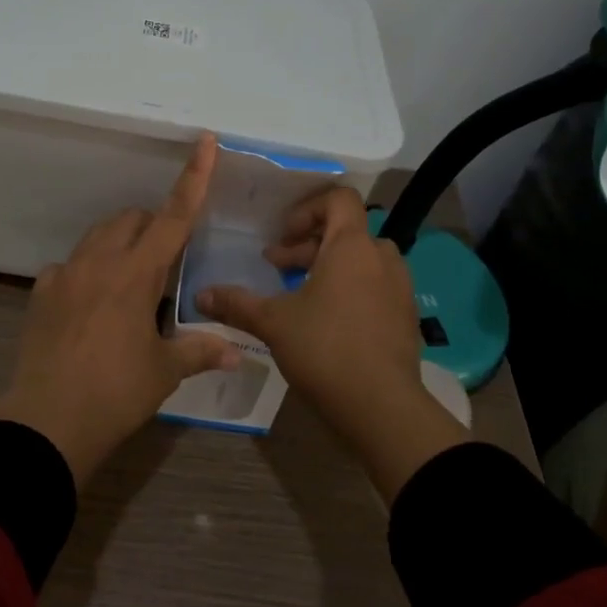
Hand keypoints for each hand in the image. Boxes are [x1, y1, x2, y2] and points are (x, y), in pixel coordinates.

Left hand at [0, 134, 242, 484]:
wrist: (47, 422)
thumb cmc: (115, 393)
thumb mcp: (163, 372)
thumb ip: (200, 351)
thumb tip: (236, 352)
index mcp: (136, 274)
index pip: (174, 217)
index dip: (194, 178)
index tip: (205, 141)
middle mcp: (99, 262)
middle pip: (132, 219)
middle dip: (152, 226)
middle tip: (165, 263)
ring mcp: (65, 274)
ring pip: (98, 236)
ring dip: (120, 243)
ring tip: (129, 283)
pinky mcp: (41, 293)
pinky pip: (68, 266)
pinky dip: (86, 272)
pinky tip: (89, 305)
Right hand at [197, 186, 466, 498]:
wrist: (382, 407)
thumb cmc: (325, 349)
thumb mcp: (273, 323)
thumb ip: (237, 303)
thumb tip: (200, 296)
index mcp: (352, 246)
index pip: (339, 198)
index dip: (308, 208)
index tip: (283, 236)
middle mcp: (381, 257)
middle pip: (346, 231)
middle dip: (307, 244)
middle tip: (277, 267)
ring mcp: (399, 287)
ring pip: (361, 260)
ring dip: (329, 267)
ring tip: (299, 293)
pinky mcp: (405, 316)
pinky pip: (375, 285)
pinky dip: (350, 288)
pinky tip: (325, 321)